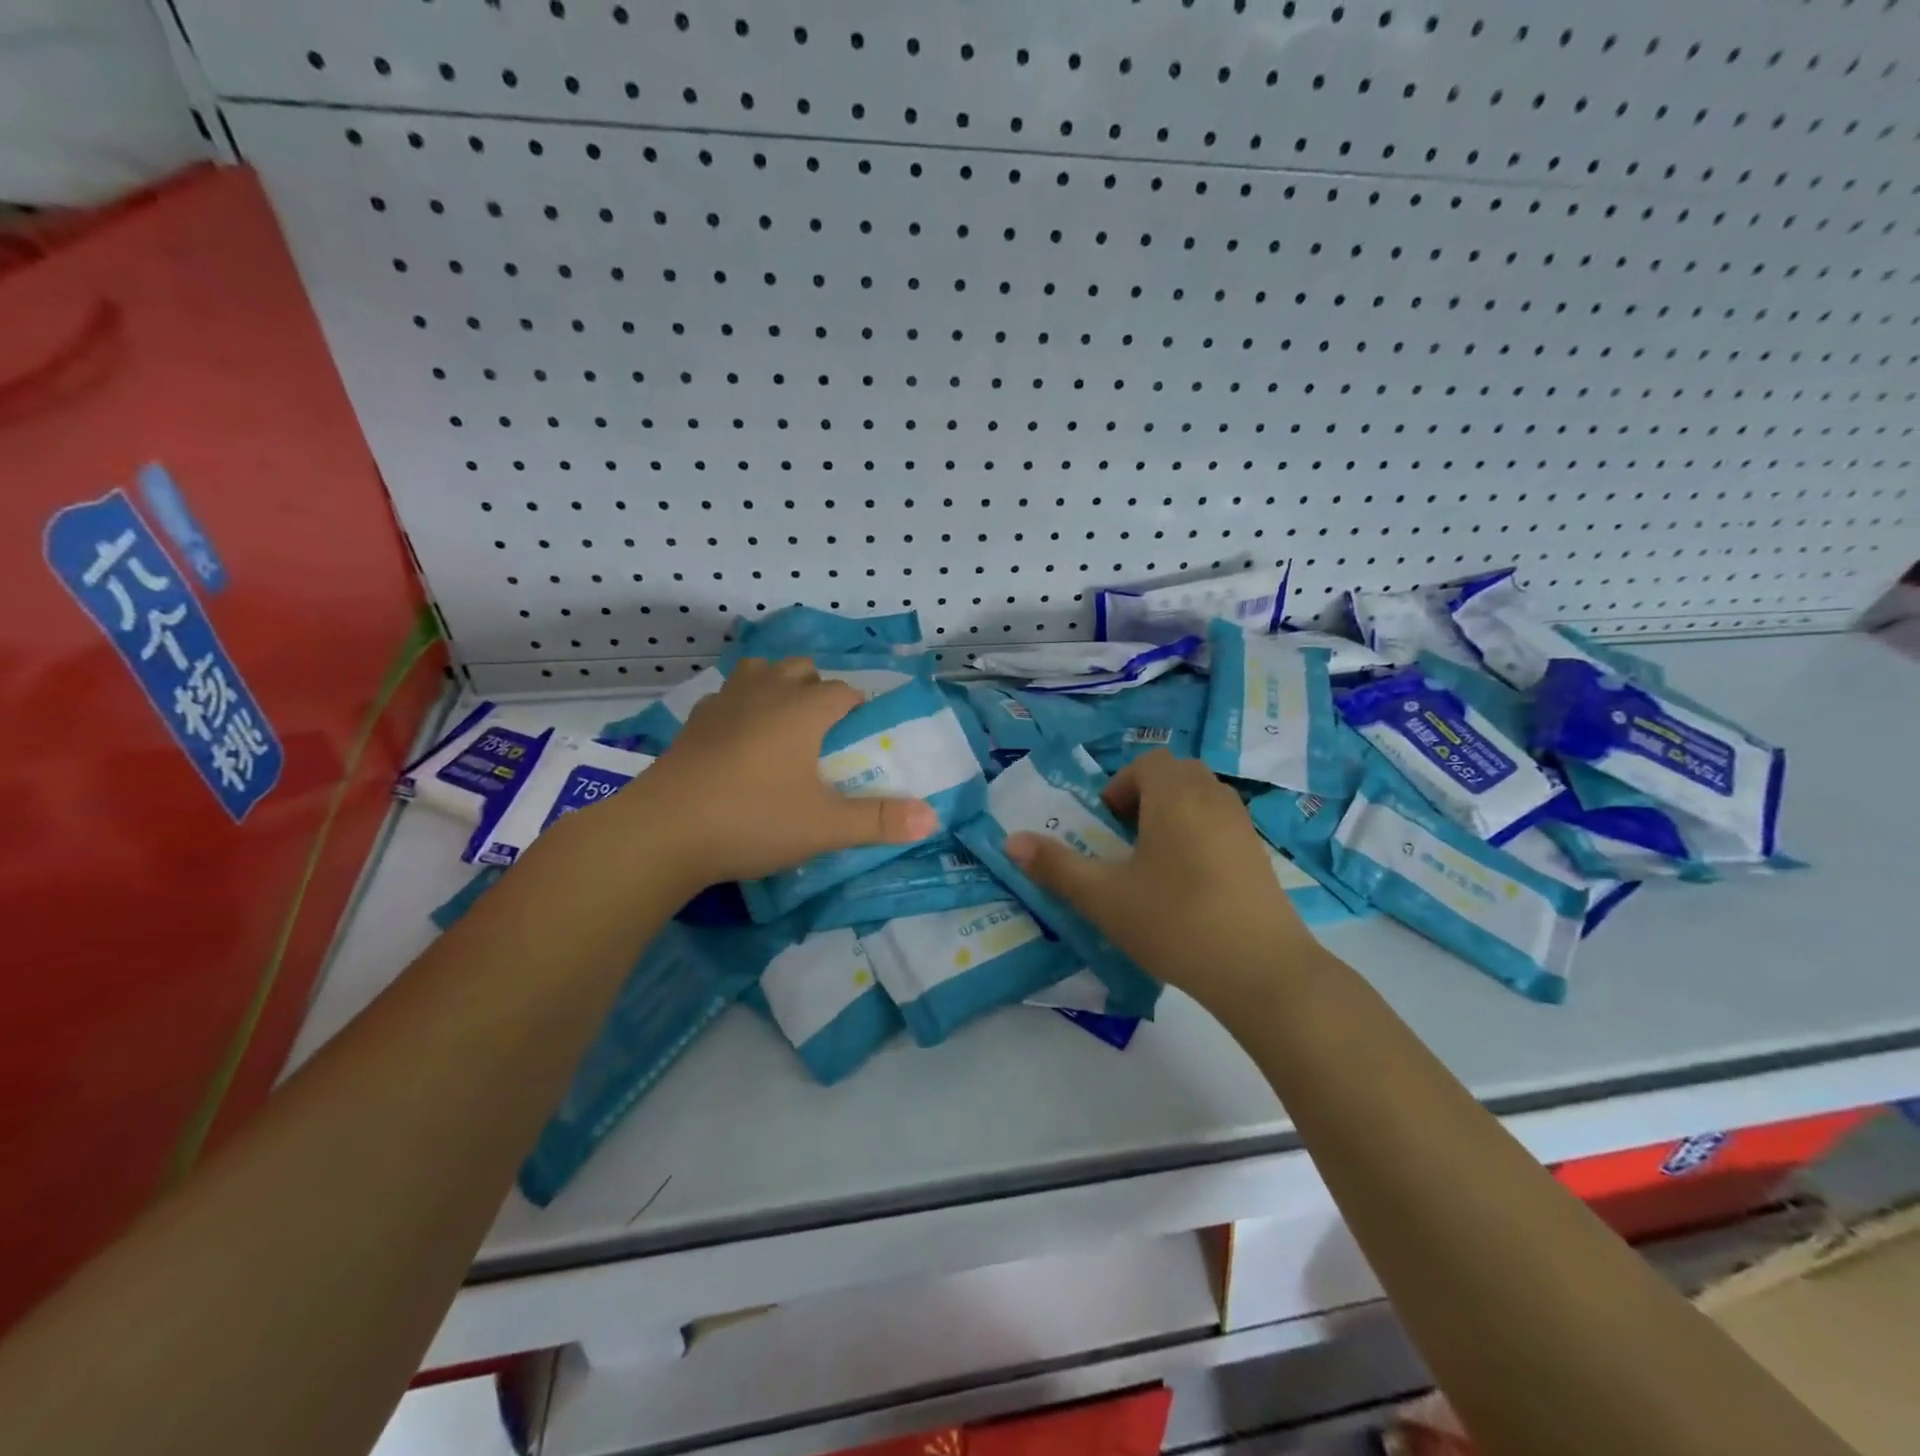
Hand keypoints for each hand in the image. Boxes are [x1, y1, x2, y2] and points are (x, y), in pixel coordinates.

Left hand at [606, 657, 938, 888]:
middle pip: (801, 669)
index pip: (843, 691)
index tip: (860, 738)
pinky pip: (727, 696)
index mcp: (803, 710)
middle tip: (824, 734)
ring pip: (759, 671)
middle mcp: (766, 693)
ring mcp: (724, 703)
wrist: (663, 832)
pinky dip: (741, 705)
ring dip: (777, 686)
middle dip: (819, 690)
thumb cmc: (754, 821)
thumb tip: (932, 819)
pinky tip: (739, 740)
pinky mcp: (693, 723)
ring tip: (783, 724)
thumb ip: (880, 821)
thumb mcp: (825, 827)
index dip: (858, 709)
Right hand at [1004, 751, 1319, 1000]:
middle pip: (1176, 775)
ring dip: (1173, 815)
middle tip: (1127, 840)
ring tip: (1155, 864)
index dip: (1120, 786)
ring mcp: (1242, 825)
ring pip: (1201, 798)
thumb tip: (1010, 841)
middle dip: (1146, 797)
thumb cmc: (1175, 922)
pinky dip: (1199, 836)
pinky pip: (1221, 825)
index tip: (1107, 827)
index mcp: (1174, 795)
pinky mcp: (1259, 854)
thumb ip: (1055, 867)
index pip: (1147, 763)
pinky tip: (1190, 886)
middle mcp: (1212, 797)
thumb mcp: (1104, 898)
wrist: (1261, 970)